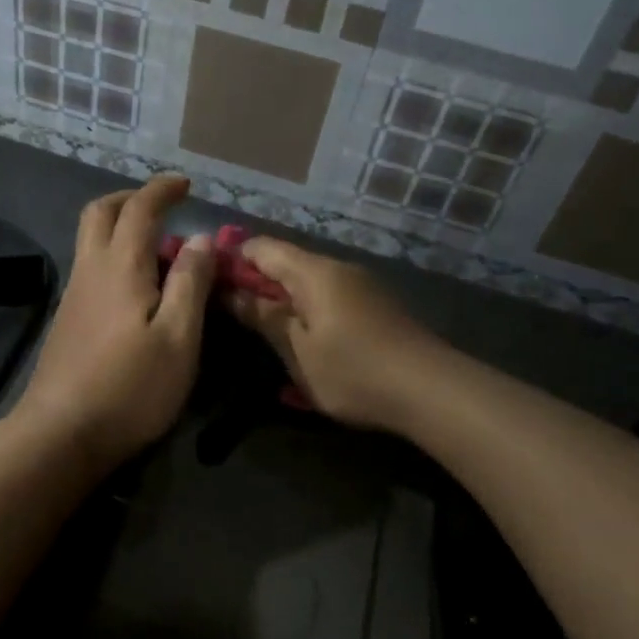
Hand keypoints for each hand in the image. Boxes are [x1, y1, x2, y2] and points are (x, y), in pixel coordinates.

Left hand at [16, 176, 214, 469]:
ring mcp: (73, 295)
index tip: (184, 184)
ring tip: (161, 251)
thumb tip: (201, 239)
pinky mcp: (68, 319)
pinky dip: (115, 256)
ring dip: (121, 228)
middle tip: (162, 207)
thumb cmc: (131, 387)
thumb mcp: (179, 338)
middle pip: (99, 213)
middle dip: (131, 199)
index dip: (162, 190)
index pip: (139, 210)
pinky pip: (91, 267)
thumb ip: (191, 283)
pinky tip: (138, 289)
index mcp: (121, 267)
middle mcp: (90, 270)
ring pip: (91, 240)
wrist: (62, 433)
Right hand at [223, 236, 443, 434]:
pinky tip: (302, 339)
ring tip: (262, 330)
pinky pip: (331, 297)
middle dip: (255, 282)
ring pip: (310, 282)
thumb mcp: (297, 350)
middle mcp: (339, 269)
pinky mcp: (377, 307)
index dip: (232, 258)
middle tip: (230, 312)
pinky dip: (308, 310)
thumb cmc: (353, 371)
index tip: (208, 280)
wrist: (431, 391)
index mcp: (314, 272)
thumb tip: (230, 292)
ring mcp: (362, 287)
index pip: (262, 248)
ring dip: (282, 299)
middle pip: (287, 263)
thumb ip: (264, 317)